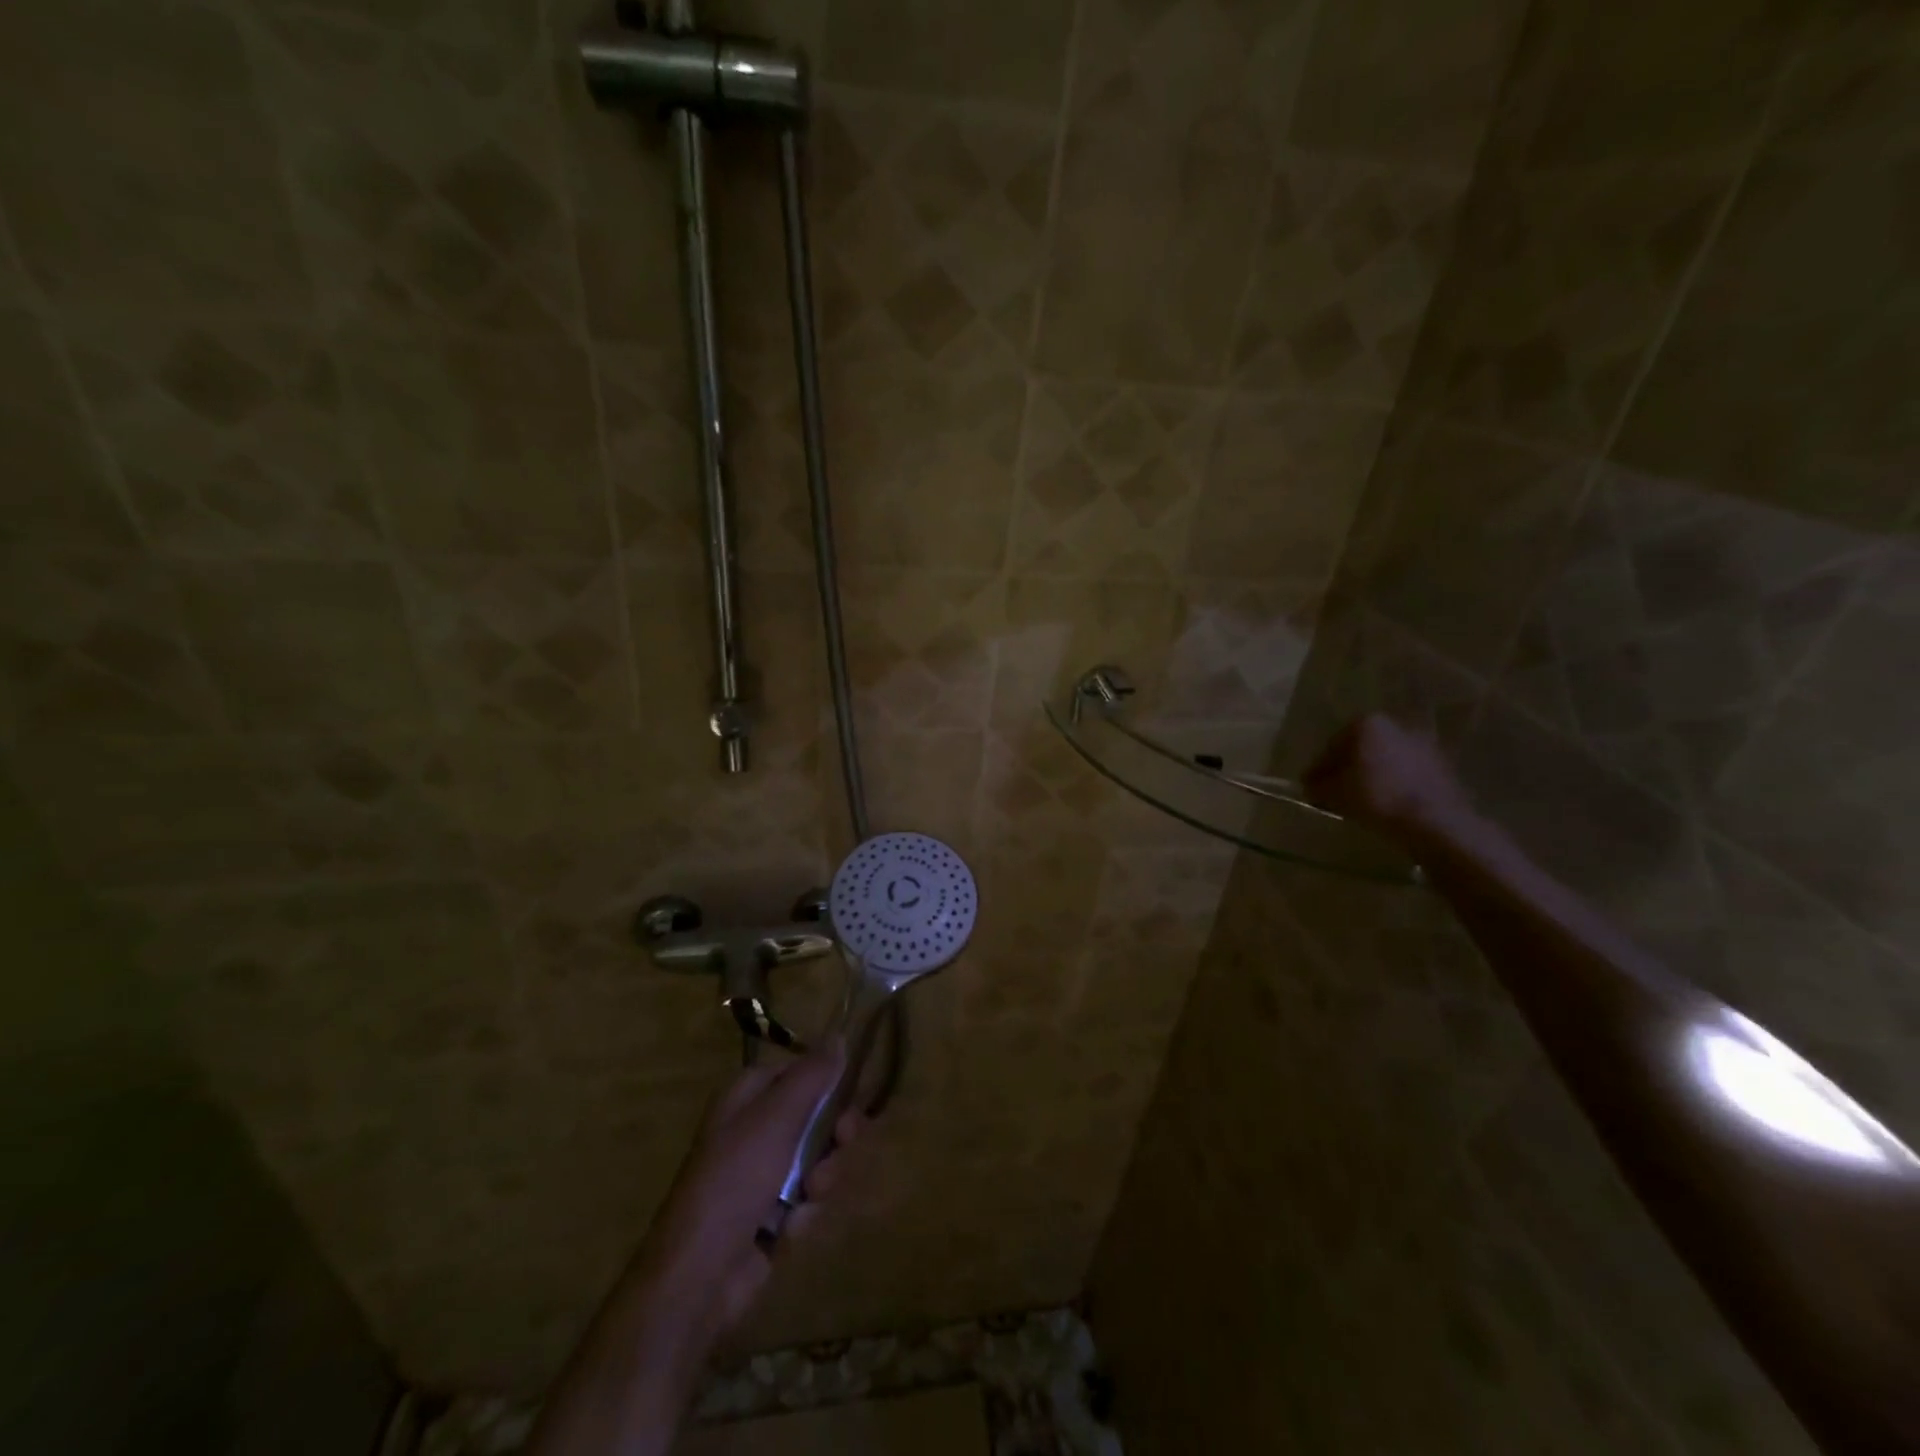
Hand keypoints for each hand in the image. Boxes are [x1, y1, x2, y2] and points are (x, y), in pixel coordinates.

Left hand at [632, 1043, 863, 1347]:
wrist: (701, 1273)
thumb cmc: (736, 1178)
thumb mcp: (777, 1117)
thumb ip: (812, 1075)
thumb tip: (839, 1035)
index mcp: (746, 1096)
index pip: (798, 1071)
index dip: (827, 1081)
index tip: (851, 1094)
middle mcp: (754, 1128)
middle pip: (814, 1115)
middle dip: (834, 1133)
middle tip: (844, 1141)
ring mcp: (762, 1173)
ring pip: (817, 1158)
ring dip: (823, 1175)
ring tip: (810, 1195)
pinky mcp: (771, 1214)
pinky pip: (807, 1197)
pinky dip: (806, 1210)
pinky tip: (792, 1227)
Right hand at [1303, 713, 1476, 839]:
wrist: (1436, 821)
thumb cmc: (1376, 797)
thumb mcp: (1333, 793)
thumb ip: (1317, 785)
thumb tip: (1310, 785)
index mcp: (1367, 724)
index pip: (1332, 746)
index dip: (1319, 768)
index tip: (1310, 787)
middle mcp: (1396, 726)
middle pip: (1360, 750)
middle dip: (1347, 769)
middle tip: (1334, 792)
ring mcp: (1423, 744)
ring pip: (1385, 761)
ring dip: (1371, 777)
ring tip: (1361, 802)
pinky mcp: (1442, 766)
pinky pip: (1406, 774)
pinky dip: (1393, 785)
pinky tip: (1386, 805)